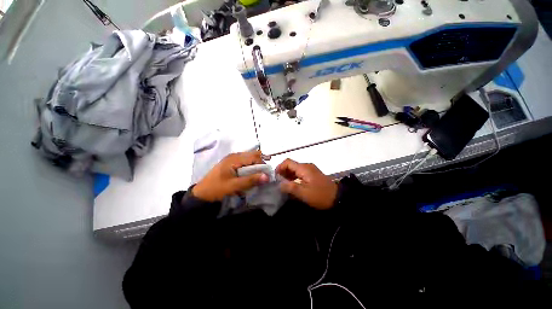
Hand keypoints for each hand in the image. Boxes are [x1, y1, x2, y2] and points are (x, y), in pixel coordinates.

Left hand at [192, 150, 269, 201]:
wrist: (202, 194)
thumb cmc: (217, 189)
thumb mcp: (234, 186)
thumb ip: (250, 180)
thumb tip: (267, 177)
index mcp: (234, 158)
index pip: (254, 157)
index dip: (262, 164)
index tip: (266, 174)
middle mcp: (234, 155)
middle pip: (252, 155)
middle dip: (259, 164)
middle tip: (262, 175)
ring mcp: (232, 159)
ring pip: (249, 158)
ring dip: (255, 166)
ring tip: (256, 176)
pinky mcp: (231, 163)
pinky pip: (244, 162)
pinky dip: (249, 167)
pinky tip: (249, 175)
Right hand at [276, 159, 337, 209]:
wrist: (338, 198)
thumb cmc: (320, 195)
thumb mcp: (304, 193)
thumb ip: (290, 187)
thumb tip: (279, 184)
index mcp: (304, 168)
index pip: (287, 162)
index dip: (279, 168)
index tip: (275, 177)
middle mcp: (306, 166)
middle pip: (291, 165)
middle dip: (283, 172)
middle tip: (279, 183)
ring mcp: (310, 169)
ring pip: (295, 169)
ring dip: (288, 175)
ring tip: (284, 185)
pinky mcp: (313, 174)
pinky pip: (300, 173)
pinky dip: (294, 177)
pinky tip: (293, 185)